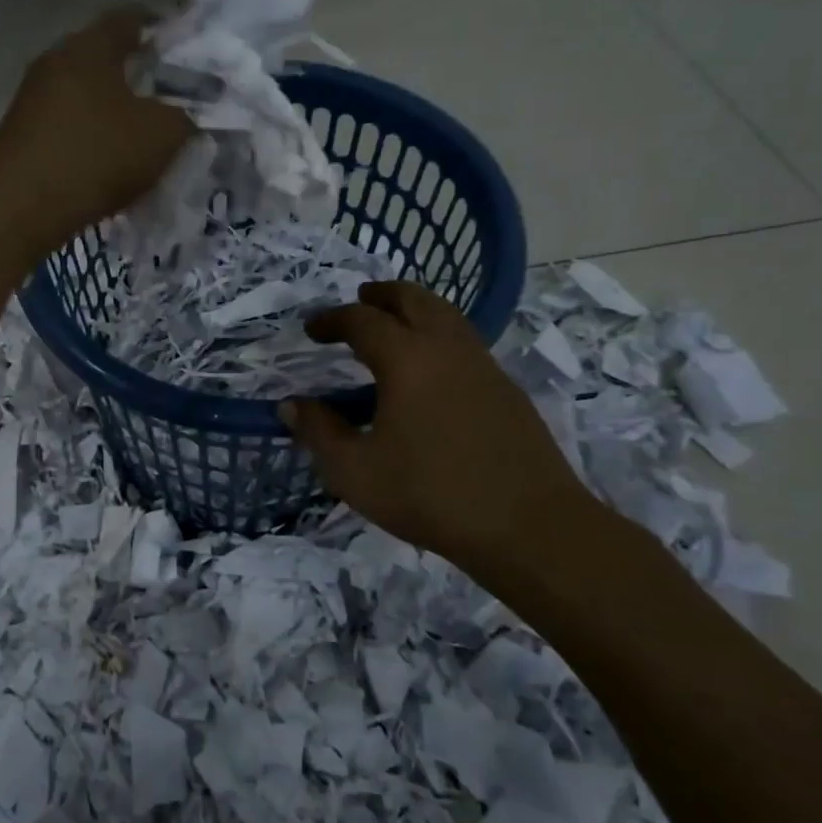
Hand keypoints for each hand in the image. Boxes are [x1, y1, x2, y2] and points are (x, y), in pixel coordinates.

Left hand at [0, 7, 193, 258]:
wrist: (19, 208)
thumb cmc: (97, 157)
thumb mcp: (162, 136)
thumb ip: (184, 117)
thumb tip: (184, 116)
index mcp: (90, 46)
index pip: (130, 18)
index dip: (160, 30)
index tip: (181, 50)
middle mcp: (54, 60)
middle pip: (102, 57)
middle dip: (134, 76)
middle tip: (164, 100)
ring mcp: (30, 97)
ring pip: (81, 93)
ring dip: (108, 109)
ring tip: (134, 137)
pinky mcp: (17, 132)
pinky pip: (63, 124)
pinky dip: (85, 136)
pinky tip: (100, 163)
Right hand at [280, 281, 609, 593]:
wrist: (529, 527)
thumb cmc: (431, 495)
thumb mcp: (354, 472)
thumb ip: (318, 432)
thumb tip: (291, 404)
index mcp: (407, 360)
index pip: (362, 320)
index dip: (332, 319)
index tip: (312, 329)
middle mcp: (448, 350)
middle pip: (415, 300)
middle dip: (382, 295)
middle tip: (360, 300)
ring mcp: (484, 367)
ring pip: (447, 317)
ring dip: (416, 310)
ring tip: (395, 326)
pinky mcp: (508, 390)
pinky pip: (466, 343)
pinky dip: (439, 337)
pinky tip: (431, 371)